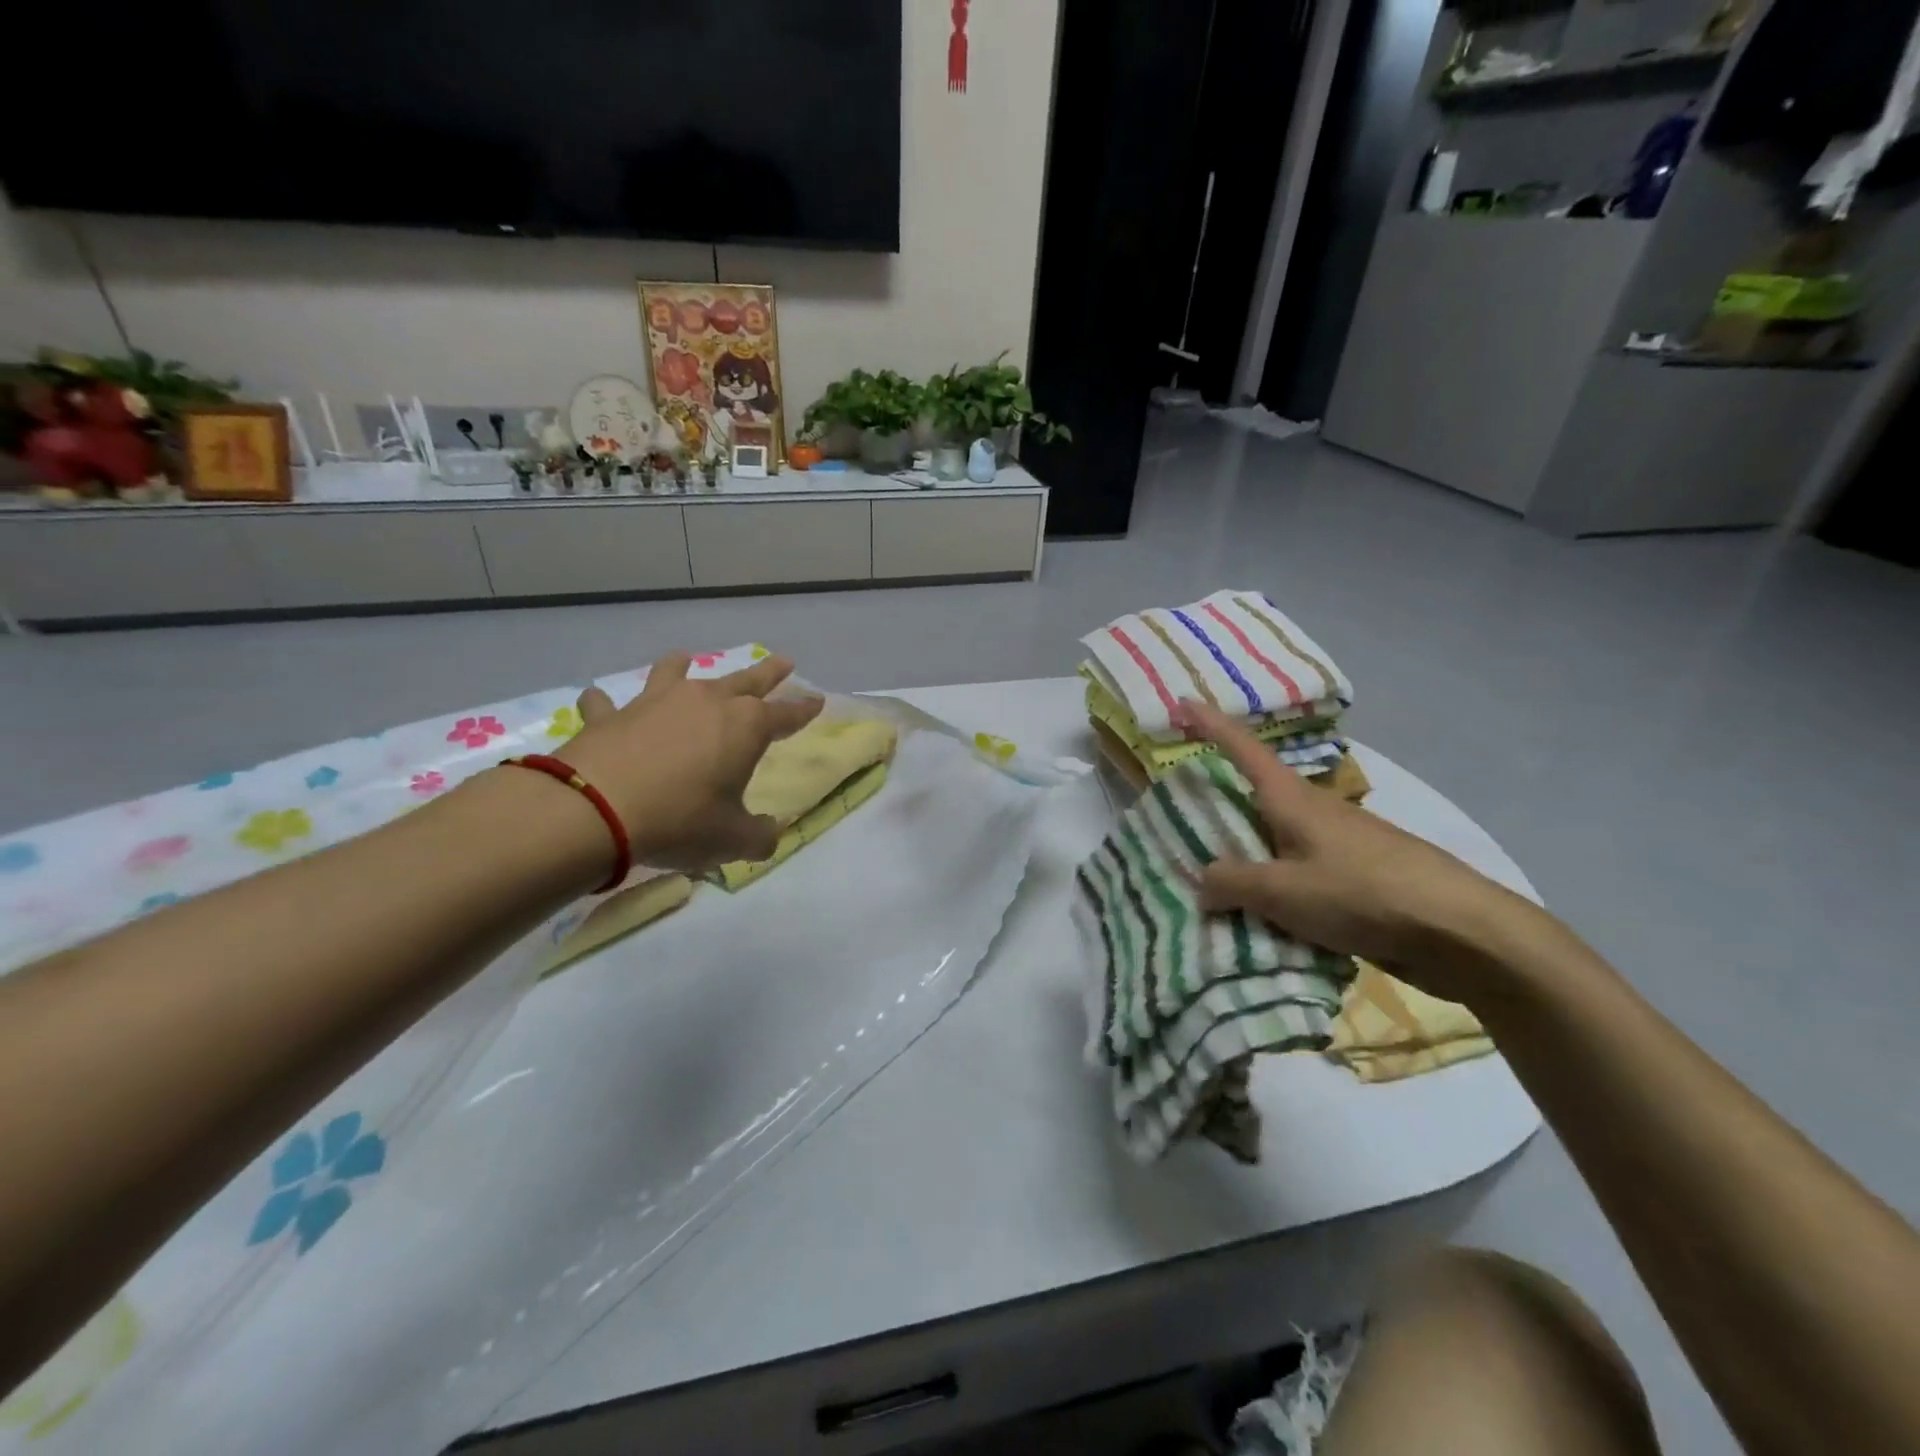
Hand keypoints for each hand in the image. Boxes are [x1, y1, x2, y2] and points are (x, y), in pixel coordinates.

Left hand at [557, 652, 822, 872]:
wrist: (596, 810)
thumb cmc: (680, 820)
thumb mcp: (732, 840)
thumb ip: (759, 836)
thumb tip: (769, 833)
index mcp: (746, 727)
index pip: (787, 714)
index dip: (804, 709)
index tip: (818, 700)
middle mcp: (706, 702)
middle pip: (746, 680)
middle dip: (768, 673)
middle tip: (784, 661)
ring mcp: (656, 702)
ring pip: (676, 673)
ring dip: (684, 666)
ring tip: (686, 659)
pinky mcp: (611, 715)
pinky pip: (608, 702)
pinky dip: (606, 702)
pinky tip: (599, 701)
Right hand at [1178, 700, 1556, 1007]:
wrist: (1461, 931)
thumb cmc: (1363, 893)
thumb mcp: (1282, 891)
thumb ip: (1232, 882)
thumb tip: (1203, 881)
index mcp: (1292, 800)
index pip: (1243, 749)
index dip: (1211, 725)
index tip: (1184, 702)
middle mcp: (1314, 813)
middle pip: (1258, 797)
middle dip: (1223, 802)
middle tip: (1184, 816)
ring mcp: (1341, 845)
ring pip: (1278, 841)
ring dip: (1249, 855)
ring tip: (1216, 884)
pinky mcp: (1359, 878)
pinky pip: (1300, 874)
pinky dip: (1276, 888)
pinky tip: (1265, 920)